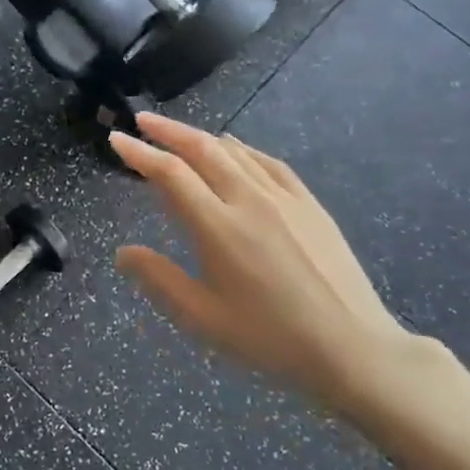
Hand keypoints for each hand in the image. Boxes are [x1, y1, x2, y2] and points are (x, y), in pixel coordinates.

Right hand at [111, 113, 417, 414]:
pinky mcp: (310, 206)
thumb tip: (123, 252)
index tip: (116, 139)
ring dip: (201, 137)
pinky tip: (235, 148)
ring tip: (179, 133)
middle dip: (168, 131)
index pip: (170, 174)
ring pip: (236, 151)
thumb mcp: (202, 317)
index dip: (140, 153)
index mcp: (218, 228)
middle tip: (142, 120)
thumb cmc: (269, 337)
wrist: (353, 348)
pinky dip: (243, 148)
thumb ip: (158, 279)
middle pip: (203, 149)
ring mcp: (284, 199)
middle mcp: (249, 201)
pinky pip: (269, 163)